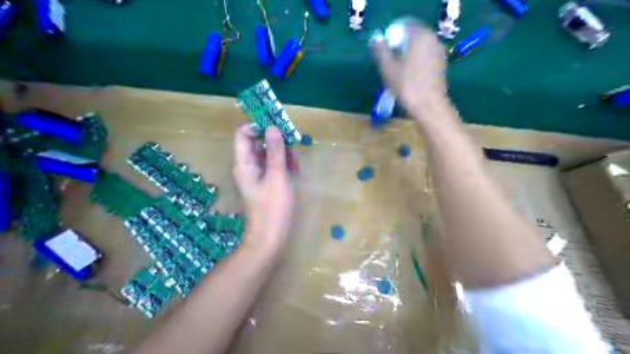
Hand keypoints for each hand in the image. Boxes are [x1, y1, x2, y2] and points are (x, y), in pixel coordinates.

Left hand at [232, 125, 298, 253]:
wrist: (271, 236)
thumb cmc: (273, 206)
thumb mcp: (277, 176)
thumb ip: (275, 151)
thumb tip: (272, 127)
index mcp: (244, 163)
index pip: (243, 134)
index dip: (258, 127)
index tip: (277, 127)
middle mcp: (248, 166)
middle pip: (258, 143)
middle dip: (276, 141)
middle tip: (292, 144)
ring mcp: (257, 175)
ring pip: (268, 154)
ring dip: (282, 153)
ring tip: (295, 162)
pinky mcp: (266, 183)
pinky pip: (273, 166)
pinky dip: (283, 165)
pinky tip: (294, 171)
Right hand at [371, 26, 449, 118]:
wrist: (428, 106)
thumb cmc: (406, 86)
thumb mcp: (387, 68)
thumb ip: (381, 51)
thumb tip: (376, 39)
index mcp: (420, 36)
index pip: (403, 27)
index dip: (391, 38)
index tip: (384, 54)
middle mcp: (433, 39)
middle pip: (412, 37)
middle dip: (399, 47)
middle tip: (389, 64)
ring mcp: (439, 52)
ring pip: (419, 48)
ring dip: (407, 56)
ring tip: (398, 73)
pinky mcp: (441, 65)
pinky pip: (425, 57)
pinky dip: (416, 62)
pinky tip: (409, 78)